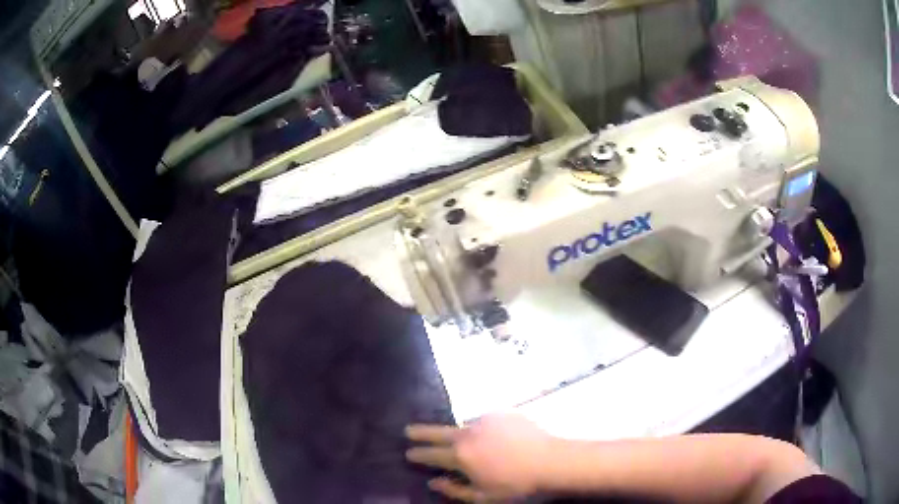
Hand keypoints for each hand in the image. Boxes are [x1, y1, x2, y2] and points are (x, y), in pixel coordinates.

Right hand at [405, 413, 553, 501]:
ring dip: (458, 432)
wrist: (552, 461)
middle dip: (421, 432)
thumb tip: (433, 482)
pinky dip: (482, 428)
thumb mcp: (482, 497)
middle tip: (408, 430)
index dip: (418, 454)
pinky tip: (492, 437)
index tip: (408, 451)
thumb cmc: (516, 486)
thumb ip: (454, 490)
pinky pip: (486, 420)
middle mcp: (468, 433)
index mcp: (460, 456)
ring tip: (462, 440)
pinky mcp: (503, 413)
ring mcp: (486, 420)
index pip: (431, 454)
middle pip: (438, 432)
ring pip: (464, 425)